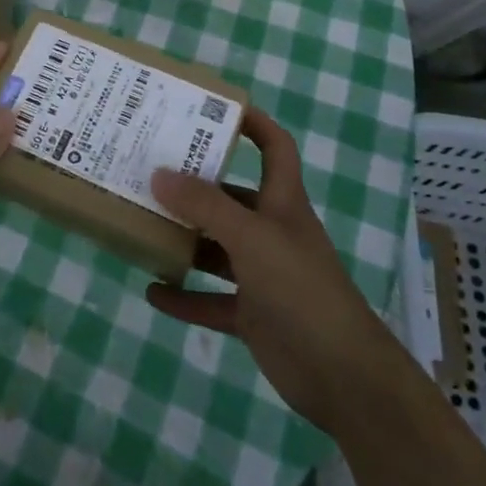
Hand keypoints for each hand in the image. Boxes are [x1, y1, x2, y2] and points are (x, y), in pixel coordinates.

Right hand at [146, 108, 383, 435]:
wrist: (342, 376)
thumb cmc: (301, 289)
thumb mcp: (251, 238)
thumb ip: (205, 206)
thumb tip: (159, 174)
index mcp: (282, 203)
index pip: (275, 147)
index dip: (253, 123)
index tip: (213, 108)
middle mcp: (272, 232)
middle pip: (231, 198)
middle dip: (196, 186)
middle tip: (150, 171)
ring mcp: (262, 276)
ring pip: (217, 249)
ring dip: (185, 240)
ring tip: (142, 224)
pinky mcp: (253, 315)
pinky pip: (210, 300)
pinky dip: (184, 297)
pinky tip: (152, 292)